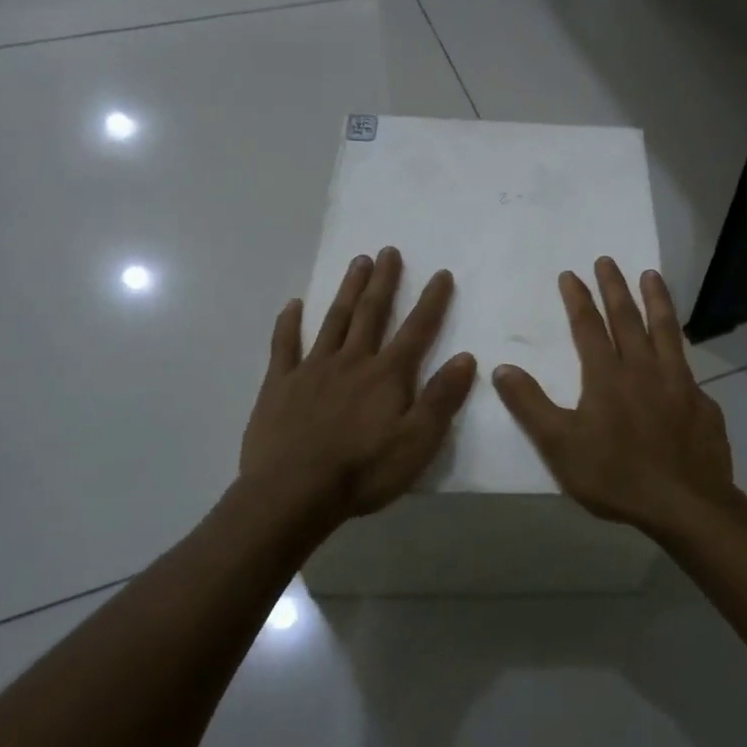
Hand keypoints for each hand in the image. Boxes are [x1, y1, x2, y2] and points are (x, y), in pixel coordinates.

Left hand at [237, 247, 476, 526]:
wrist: (292, 495)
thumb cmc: (363, 472)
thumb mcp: (417, 443)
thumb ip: (441, 398)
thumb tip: (466, 357)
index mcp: (387, 375)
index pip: (417, 330)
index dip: (432, 301)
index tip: (441, 273)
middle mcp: (352, 361)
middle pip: (371, 313)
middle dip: (383, 281)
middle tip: (388, 251)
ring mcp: (313, 370)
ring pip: (334, 320)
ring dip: (347, 290)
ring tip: (357, 262)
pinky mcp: (280, 385)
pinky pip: (284, 346)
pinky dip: (289, 323)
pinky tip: (293, 304)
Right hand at [492, 258, 733, 534]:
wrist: (684, 503)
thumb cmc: (616, 475)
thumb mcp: (559, 446)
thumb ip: (530, 406)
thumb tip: (501, 368)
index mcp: (607, 376)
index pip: (589, 327)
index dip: (579, 299)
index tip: (571, 274)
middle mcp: (643, 368)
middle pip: (628, 318)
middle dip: (615, 287)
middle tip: (607, 260)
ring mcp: (678, 382)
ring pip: (665, 330)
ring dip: (656, 299)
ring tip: (651, 275)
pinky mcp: (701, 400)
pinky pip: (687, 364)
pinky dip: (680, 346)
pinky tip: (680, 348)